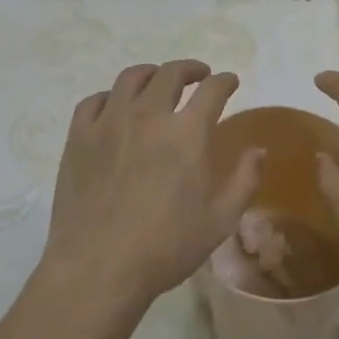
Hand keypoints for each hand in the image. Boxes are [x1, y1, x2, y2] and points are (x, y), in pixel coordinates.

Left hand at [43, 61, 259, 305]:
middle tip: (198, 76)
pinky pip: (94, 100)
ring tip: (157, 82)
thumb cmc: (165, 248)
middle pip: (171, 73)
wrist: (98, 269)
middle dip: (190, 69)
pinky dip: (110, 97)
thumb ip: (244, 180)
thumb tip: (259, 150)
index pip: (212, 90)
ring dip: (151, 74)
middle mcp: (149, 115)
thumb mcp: (219, 221)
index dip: (225, 81)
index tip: (229, 81)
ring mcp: (109, 122)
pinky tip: (115, 107)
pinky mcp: (79, 136)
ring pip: (131, 78)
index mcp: (187, 133)